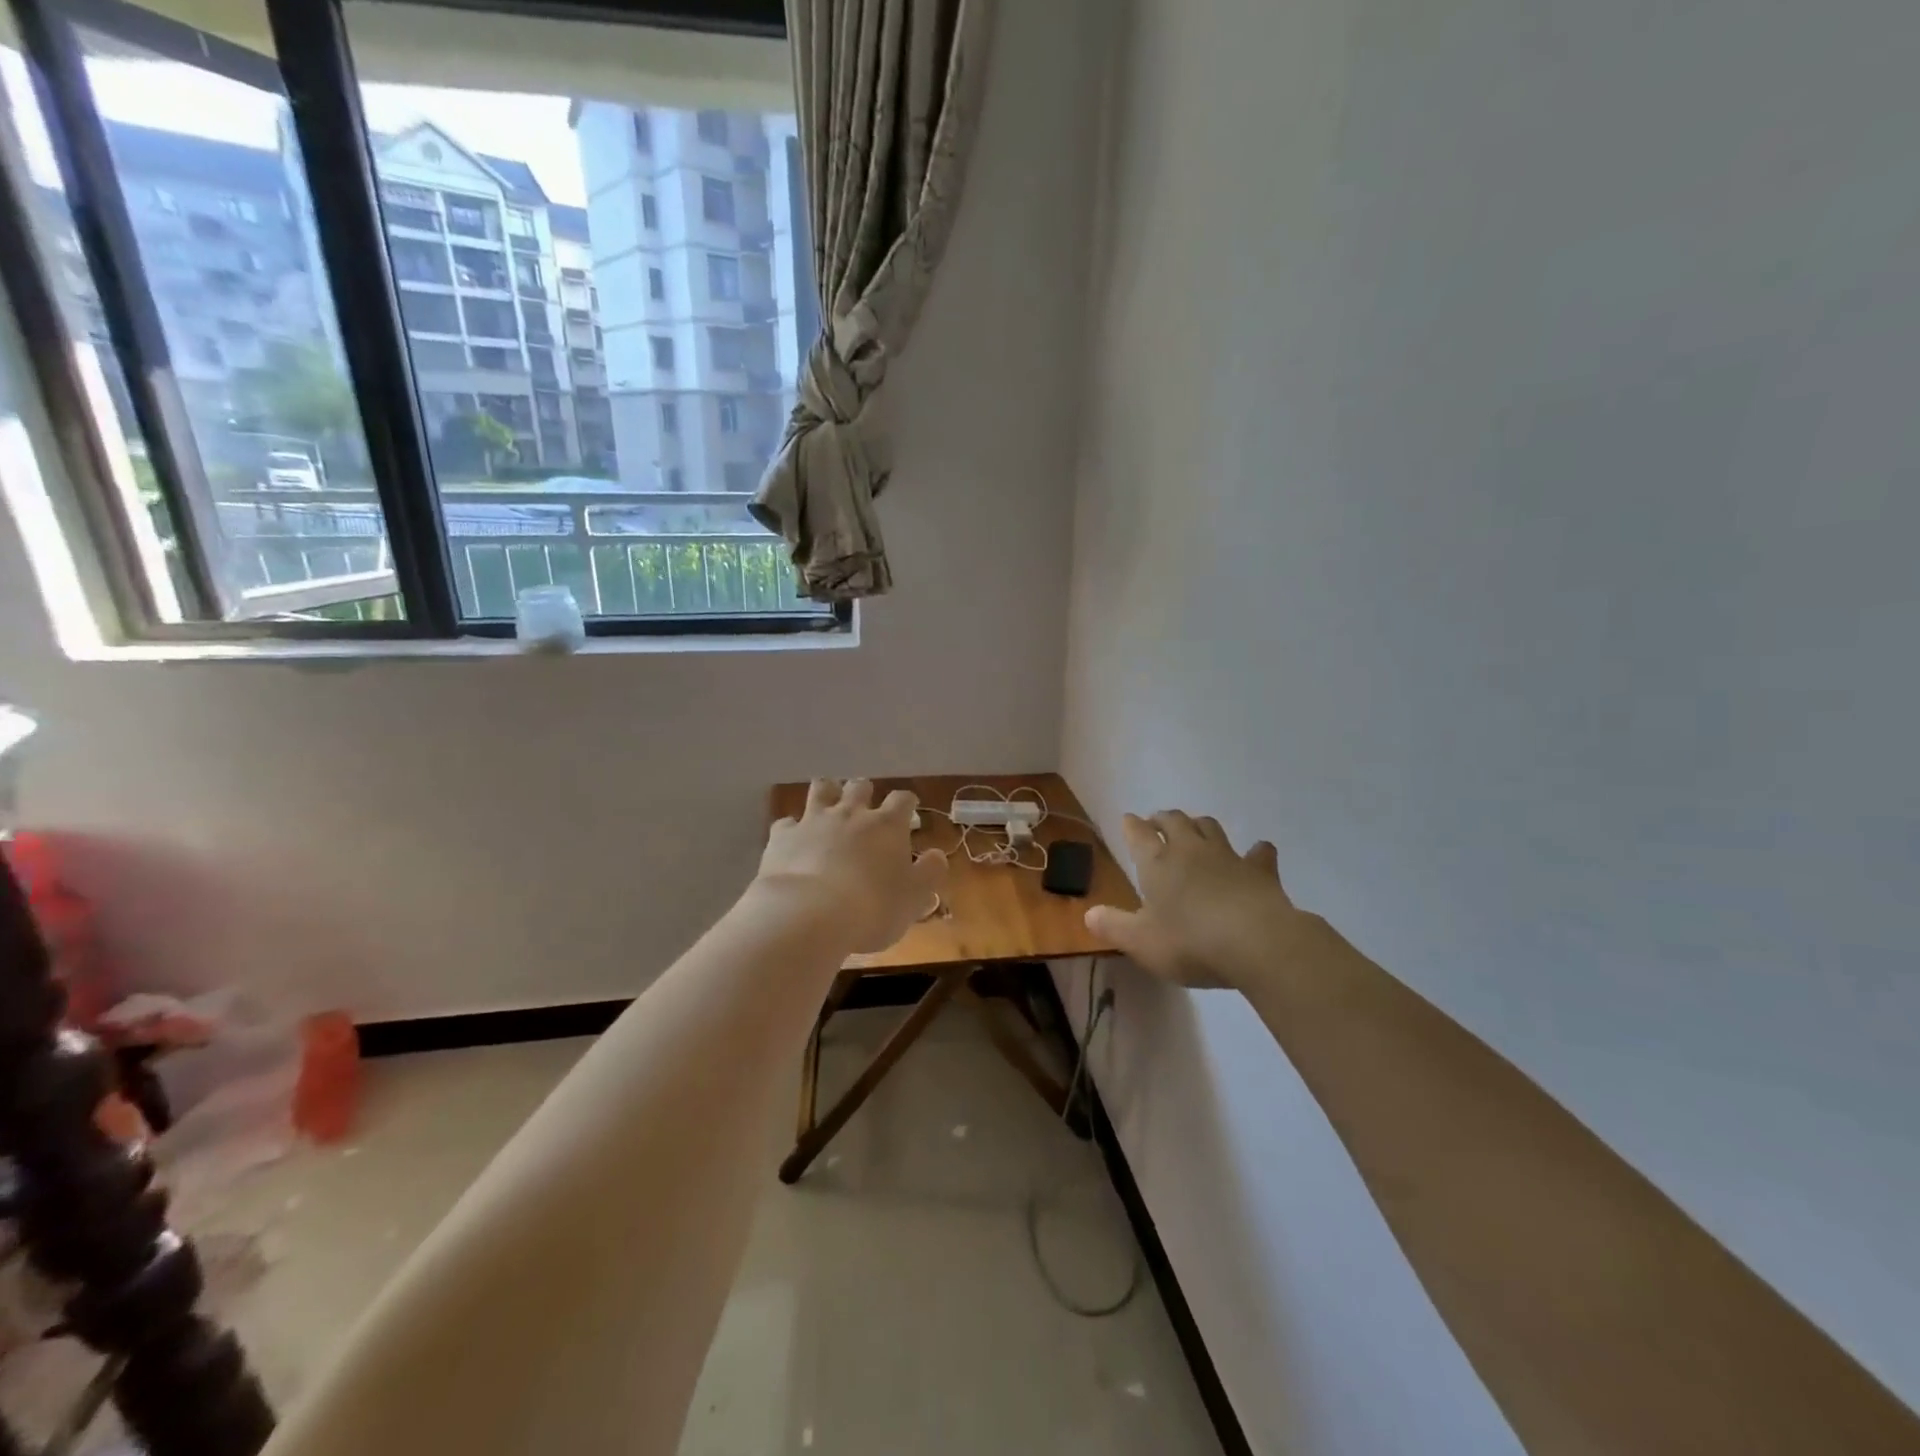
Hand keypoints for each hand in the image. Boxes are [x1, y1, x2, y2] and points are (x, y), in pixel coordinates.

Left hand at [756, 779, 948, 954]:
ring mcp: (813, 821)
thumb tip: (936, 855)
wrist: (808, 914)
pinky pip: (786, 823)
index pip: (902, 800)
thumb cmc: (872, 908)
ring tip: (828, 804)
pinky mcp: (783, 836)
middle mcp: (851, 813)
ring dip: (827, 793)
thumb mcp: (914, 898)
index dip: (906, 803)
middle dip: (864, 792)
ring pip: (821, 790)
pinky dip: (792, 828)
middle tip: (865, 807)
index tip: (908, 811)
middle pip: (859, 786)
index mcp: (887, 825)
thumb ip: (929, 873)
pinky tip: (792, 840)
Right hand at [1086, 812, 1305, 989]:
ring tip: (1195, 829)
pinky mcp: (1261, 871)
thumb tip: (1089, 914)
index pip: (1138, 834)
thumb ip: (1113, 926)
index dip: (1131, 826)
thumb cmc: (1190, 942)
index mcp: (1157, 863)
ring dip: (1199, 825)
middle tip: (1157, 822)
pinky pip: (1258, 853)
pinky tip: (1257, 853)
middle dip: (1163, 819)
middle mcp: (1190, 850)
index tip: (1127, 820)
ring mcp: (1228, 856)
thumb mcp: (1141, 942)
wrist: (1257, 943)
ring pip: (1210, 827)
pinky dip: (1255, 851)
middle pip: (1175, 821)